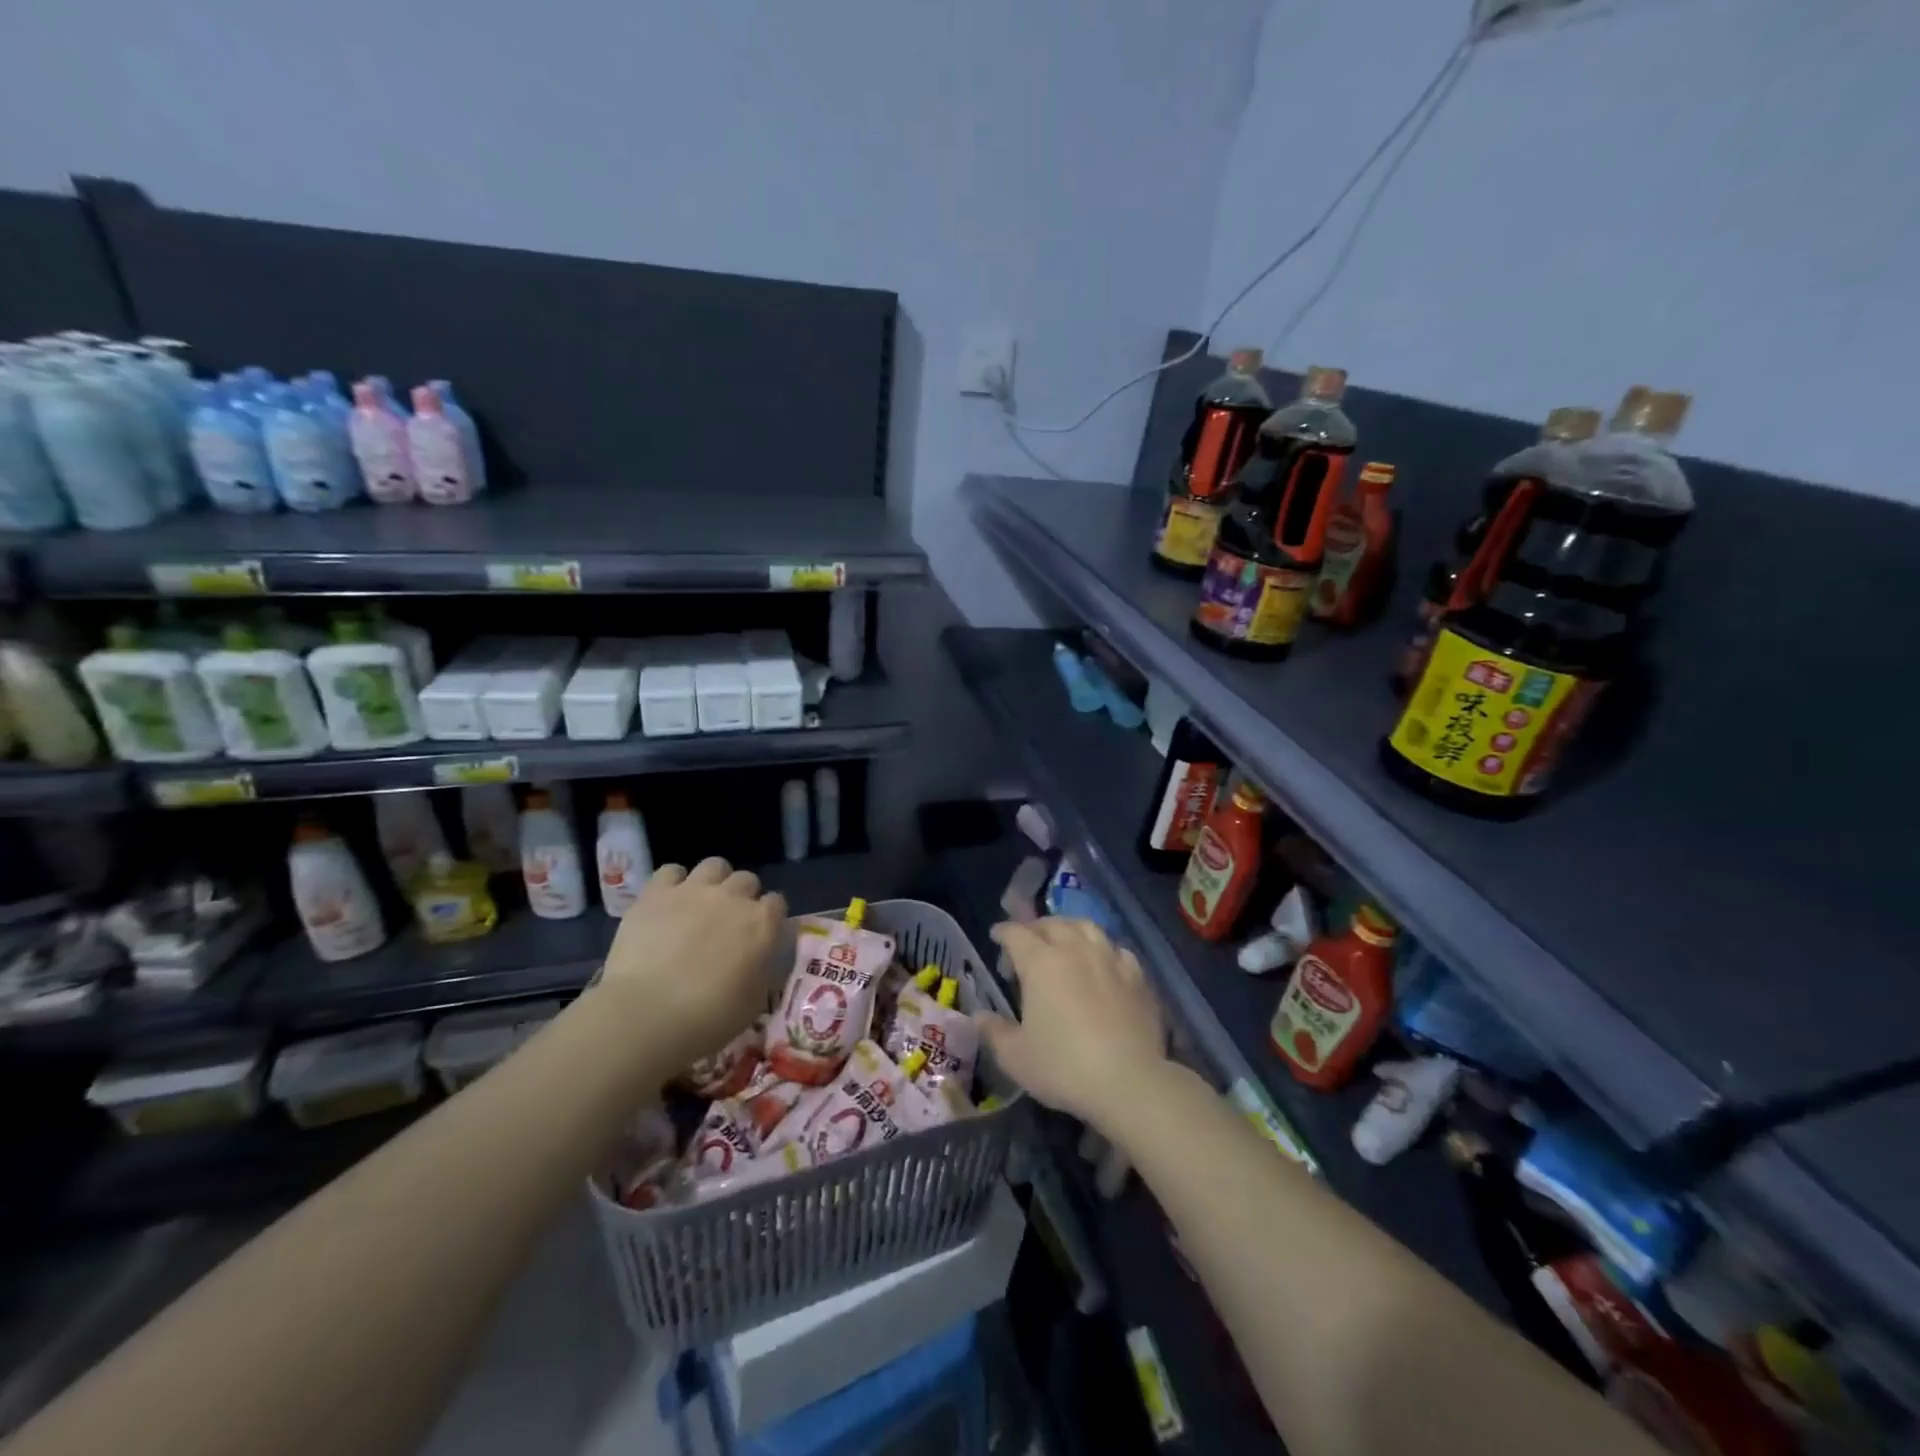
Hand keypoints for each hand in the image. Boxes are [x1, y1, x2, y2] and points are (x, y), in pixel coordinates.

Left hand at [600, 858, 784, 1064]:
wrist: (647, 1014)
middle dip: (742, 896)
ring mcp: (693, 890)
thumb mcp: (753, 1003)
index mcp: (762, 923)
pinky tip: (668, 901)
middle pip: (747, 880)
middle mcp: (733, 897)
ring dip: (713, 881)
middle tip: (728, 922)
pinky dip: (673, 883)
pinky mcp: (656, 893)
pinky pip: (671, 871)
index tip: (760, 935)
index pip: (777, 903)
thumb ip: (763, 972)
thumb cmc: (708, 1018)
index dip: (769, 917)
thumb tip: (762, 962)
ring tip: (700, 903)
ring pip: (714, 866)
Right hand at [977, 917, 1165, 1132]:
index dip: (1003, 932)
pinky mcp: (1137, 977)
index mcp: (1041, 963)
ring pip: (1087, 928)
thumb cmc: (1063, 1067)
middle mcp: (1075, 950)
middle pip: (1052, 924)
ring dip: (1070, 929)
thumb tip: (979, 1016)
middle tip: (1027, 942)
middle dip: (1035, 927)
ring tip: (1064, 941)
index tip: (996, 936)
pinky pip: (1117, 950)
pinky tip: (1102, 963)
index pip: (1016, 934)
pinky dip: (1103, 950)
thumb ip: (994, 1032)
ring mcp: (1109, 960)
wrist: (1129, 1081)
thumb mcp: (1015, 1057)